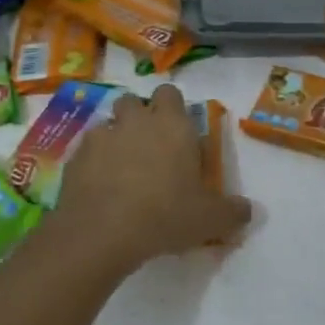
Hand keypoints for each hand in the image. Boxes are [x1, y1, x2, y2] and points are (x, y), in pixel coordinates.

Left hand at [54, 84, 251, 271]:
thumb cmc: (165, 215)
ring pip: (108, 124)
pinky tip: (99, 188)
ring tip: (121, 170)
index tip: (177, 132)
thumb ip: (233, 211)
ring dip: (115, 139)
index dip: (172, 108)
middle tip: (149, 149)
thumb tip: (249, 210)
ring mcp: (102, 135)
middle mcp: (136, 120)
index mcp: (172, 124)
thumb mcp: (210, 219)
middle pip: (134, 102)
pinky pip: (86, 150)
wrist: (102, 232)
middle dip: (139, 117)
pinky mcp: (75, 156)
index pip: (171, 93)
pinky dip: (93, 162)